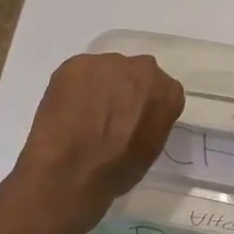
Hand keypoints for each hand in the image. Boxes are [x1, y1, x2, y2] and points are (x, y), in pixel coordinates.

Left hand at [10, 52, 184, 230]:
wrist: (71, 170)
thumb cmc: (116, 170)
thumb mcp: (151, 149)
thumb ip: (151, 120)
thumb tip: (138, 116)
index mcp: (168, 92)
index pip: (162, 91)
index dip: (145, 105)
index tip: (134, 120)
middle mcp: (143, 69)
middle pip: (135, 73)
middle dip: (125, 89)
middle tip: (109, 114)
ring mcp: (108, 63)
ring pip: (106, 70)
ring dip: (99, 86)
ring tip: (83, 113)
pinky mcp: (77, 63)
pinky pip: (79, 72)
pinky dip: (74, 87)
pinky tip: (66, 109)